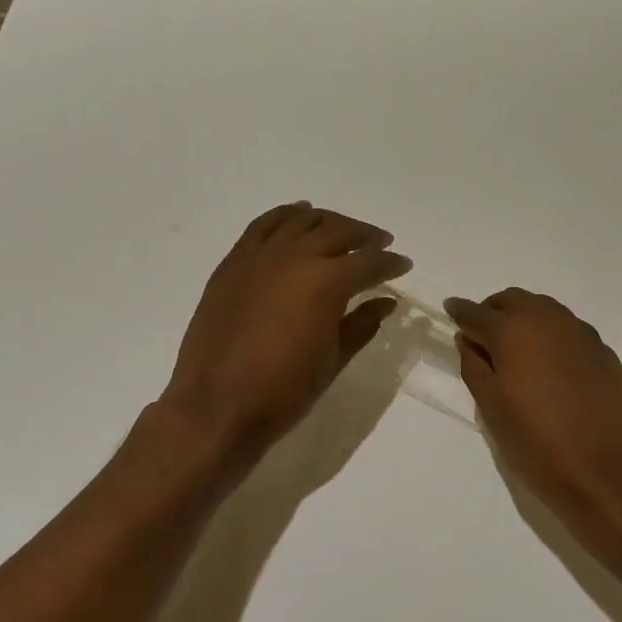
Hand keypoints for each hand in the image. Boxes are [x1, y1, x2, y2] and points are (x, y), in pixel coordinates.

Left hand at [160, 203, 411, 465]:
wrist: (217, 406)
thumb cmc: (285, 391)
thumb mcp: (333, 360)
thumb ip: (362, 324)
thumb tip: (385, 302)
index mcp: (326, 283)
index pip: (369, 262)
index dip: (391, 263)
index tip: (404, 265)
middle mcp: (295, 257)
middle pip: (338, 231)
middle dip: (365, 237)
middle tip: (380, 245)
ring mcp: (259, 256)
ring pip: (301, 221)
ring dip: (329, 222)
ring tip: (343, 232)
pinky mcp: (233, 263)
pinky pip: (264, 226)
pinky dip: (286, 216)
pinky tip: (299, 218)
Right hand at [444, 288, 621, 526]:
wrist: (606, 472)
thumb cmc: (537, 444)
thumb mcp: (492, 409)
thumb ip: (474, 367)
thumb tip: (469, 341)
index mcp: (513, 331)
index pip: (476, 312)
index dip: (460, 312)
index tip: (450, 311)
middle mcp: (548, 319)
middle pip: (513, 300)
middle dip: (493, 311)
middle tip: (481, 335)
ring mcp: (581, 333)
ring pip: (544, 310)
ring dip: (524, 318)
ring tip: (514, 348)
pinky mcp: (603, 351)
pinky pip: (568, 329)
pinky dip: (550, 335)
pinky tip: (549, 364)